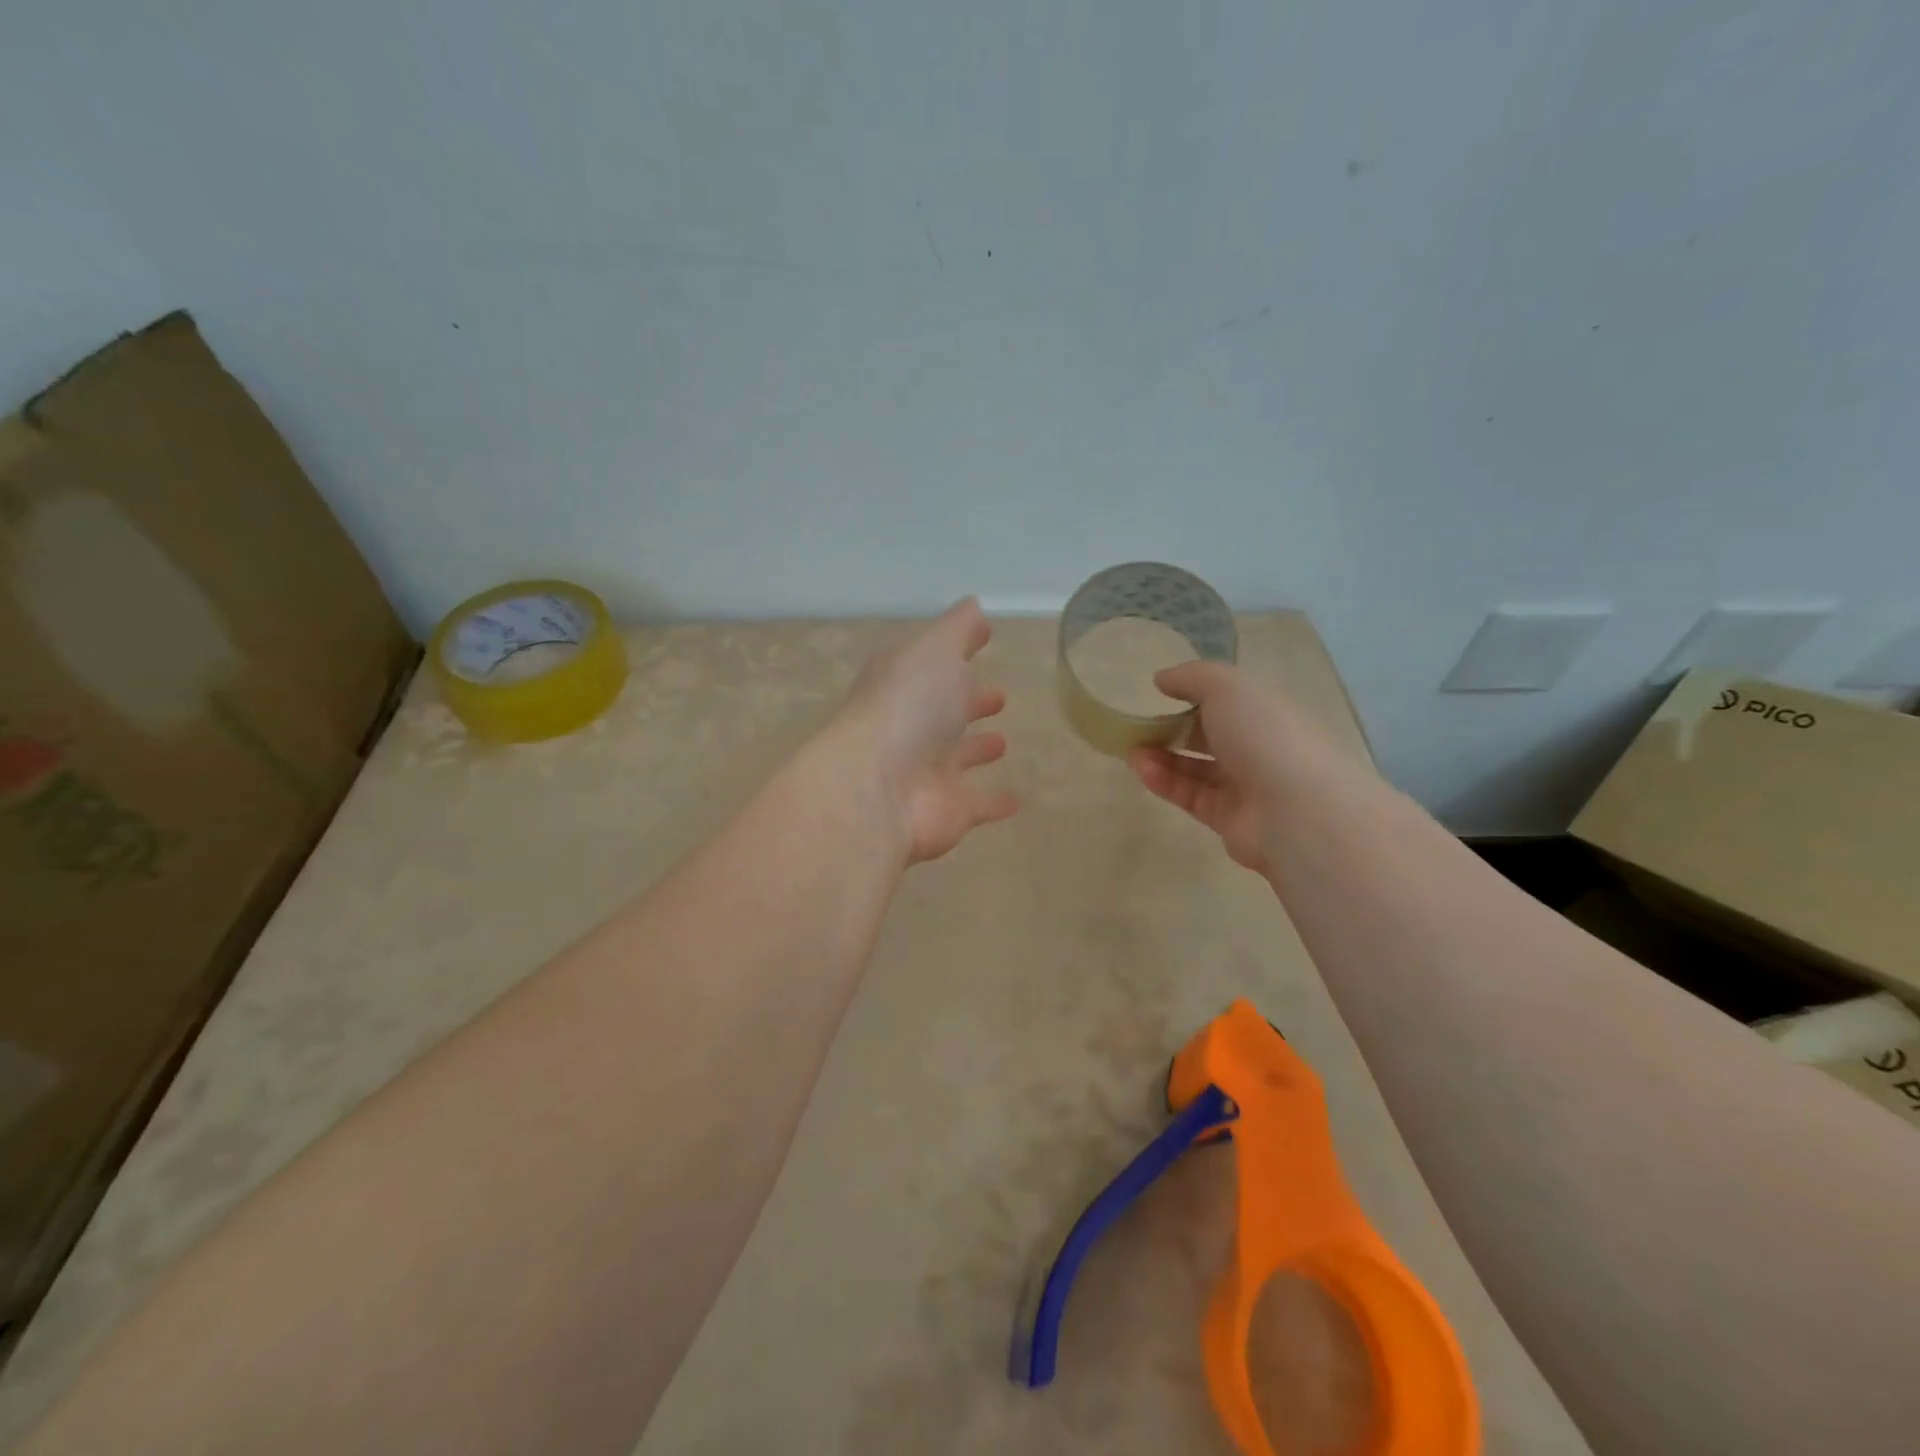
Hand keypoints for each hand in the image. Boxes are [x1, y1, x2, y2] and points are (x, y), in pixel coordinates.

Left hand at [831, 598, 1017, 864]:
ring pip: (958, 757)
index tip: (983, 643)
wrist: (879, 787)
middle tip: (998, 697)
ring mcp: (928, 771)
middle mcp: (912, 726)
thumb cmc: (908, 706)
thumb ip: (957, 630)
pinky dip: (996, 802)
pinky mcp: (949, 810)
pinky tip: (1018, 798)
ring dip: (977, 749)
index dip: (956, 654)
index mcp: (905, 683)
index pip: (933, 664)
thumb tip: (974, 607)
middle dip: (969, 702)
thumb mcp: (935, 650)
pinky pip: (978, 803)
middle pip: (944, 712)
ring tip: (1003, 741)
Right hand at [1128, 661, 1357, 877]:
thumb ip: (1191, 677)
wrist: (1298, 811)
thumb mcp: (1227, 686)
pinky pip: (1191, 796)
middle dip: (1173, 729)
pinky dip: (1165, 782)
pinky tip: (1142, 769)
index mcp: (1269, 710)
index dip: (1195, 694)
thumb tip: (1161, 679)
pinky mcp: (1229, 819)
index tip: (1160, 693)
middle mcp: (1261, 747)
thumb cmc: (1265, 734)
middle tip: (1138, 726)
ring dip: (1162, 757)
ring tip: (1131, 751)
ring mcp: (1248, 786)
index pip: (1231, 699)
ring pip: (1197, 768)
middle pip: (1211, 735)